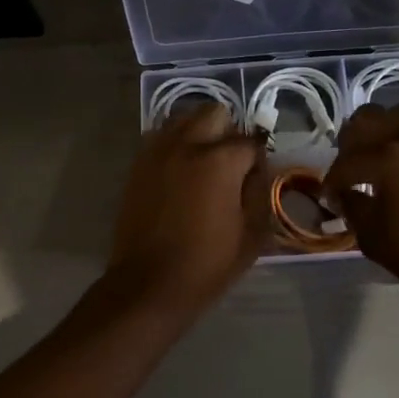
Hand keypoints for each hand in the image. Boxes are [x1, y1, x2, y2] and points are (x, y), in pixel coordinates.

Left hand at [100, 102, 270, 317]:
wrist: (149, 284)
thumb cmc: (207, 264)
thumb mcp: (252, 235)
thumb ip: (260, 193)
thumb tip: (257, 171)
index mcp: (220, 161)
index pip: (249, 142)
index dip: (258, 159)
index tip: (257, 177)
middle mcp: (187, 145)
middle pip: (214, 112)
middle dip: (228, 131)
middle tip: (231, 161)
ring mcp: (158, 152)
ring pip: (183, 117)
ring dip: (199, 131)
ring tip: (204, 161)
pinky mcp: (138, 165)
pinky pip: (160, 137)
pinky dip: (174, 144)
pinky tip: (180, 170)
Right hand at [321, 103, 398, 302]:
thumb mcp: (374, 237)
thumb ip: (353, 209)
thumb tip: (345, 195)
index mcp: (384, 159)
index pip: (346, 161)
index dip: (332, 179)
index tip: (330, 196)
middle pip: (370, 118)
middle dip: (352, 138)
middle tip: (350, 162)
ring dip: (383, 130)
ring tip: (379, 153)